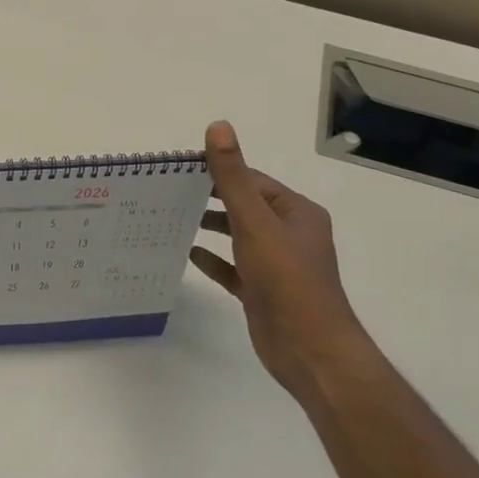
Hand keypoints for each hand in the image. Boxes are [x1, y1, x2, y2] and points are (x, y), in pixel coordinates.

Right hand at [190, 120, 378, 406]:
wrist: (310, 350)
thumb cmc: (286, 280)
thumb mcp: (255, 222)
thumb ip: (233, 177)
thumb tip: (218, 127)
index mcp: (296, 213)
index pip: (252, 181)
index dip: (219, 172)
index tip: (179, 169)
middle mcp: (290, 234)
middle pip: (244, 207)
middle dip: (210, 199)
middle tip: (169, 192)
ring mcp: (276, 265)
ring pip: (238, 237)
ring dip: (210, 227)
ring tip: (173, 218)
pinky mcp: (262, 291)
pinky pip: (233, 268)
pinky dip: (213, 259)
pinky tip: (188, 254)